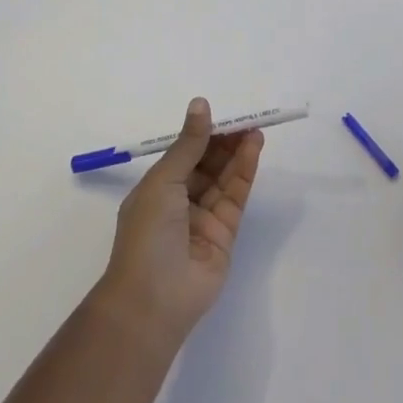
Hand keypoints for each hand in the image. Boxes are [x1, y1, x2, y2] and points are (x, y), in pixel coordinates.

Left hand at [96, 98, 264, 345]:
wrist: (153, 298)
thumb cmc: (147, 233)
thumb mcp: (163, 180)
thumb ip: (188, 144)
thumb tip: (200, 104)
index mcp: (156, 189)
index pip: (183, 154)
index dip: (202, 134)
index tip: (221, 114)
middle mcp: (179, 202)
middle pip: (207, 165)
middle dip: (224, 141)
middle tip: (244, 119)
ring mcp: (203, 219)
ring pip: (224, 178)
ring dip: (238, 153)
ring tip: (255, 129)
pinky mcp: (225, 233)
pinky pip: (236, 196)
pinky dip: (245, 171)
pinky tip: (254, 148)